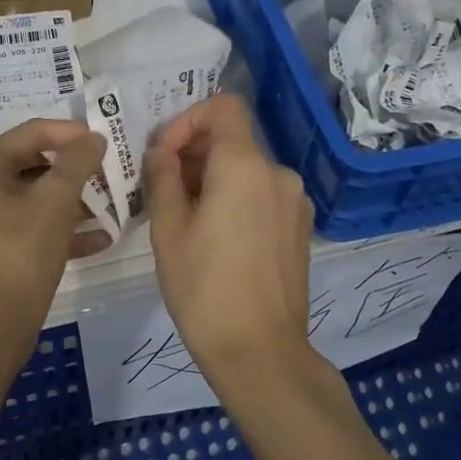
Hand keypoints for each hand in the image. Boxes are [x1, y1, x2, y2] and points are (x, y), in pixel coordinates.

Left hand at [0, 119, 109, 329]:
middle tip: (109, 171)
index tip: (104, 139)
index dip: (71, 132)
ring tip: (111, 204)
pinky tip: (100, 239)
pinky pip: (28, 226)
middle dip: (74, 170)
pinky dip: (59, 228)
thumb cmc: (21, 253)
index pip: (31, 132)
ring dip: (72, 200)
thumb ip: (77, 163)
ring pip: (32, 198)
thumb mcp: (55, 202)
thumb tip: (93, 138)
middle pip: (31, 164)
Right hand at [145, 95, 314, 393]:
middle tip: (161, 190)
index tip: (163, 155)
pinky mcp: (300, 229)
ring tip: (184, 219)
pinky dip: (235, 199)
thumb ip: (162, 178)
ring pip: (246, 170)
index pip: (222, 107)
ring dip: (211, 179)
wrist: (260, 352)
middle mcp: (278, 174)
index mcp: (244, 166)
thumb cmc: (204, 287)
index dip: (187, 120)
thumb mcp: (168, 229)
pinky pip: (261, 195)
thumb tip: (160, 153)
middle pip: (232, 140)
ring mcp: (295, 203)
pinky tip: (215, 238)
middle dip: (192, 154)